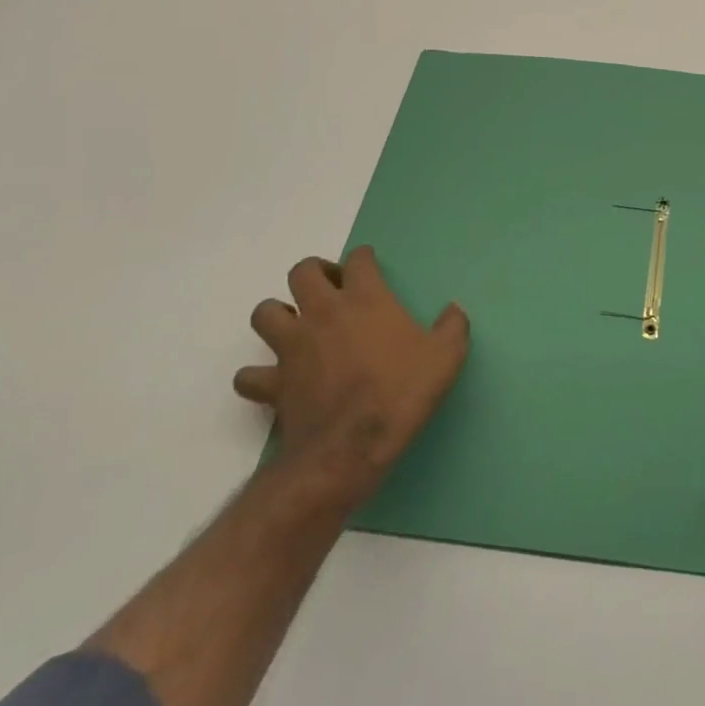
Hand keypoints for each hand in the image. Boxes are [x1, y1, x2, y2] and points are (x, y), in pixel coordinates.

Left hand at [233, 245, 468, 513]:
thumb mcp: (446, 358)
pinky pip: (250, 376)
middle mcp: (323, 312)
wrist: (352, 447)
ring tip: (296, 326)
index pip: (358, 260)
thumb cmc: (401, 393)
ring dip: (278, 314)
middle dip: (315, 273)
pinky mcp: (274, 383)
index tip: (368, 263)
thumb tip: (454, 311)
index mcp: (366, 299)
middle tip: (331, 289)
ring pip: (265, 313)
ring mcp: (293, 346)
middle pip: (302, 272)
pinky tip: (272, 380)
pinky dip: (257, 376)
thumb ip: (453, 328)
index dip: (363, 258)